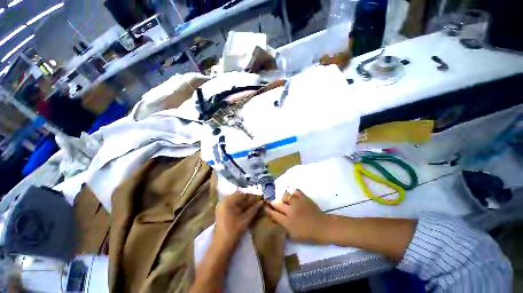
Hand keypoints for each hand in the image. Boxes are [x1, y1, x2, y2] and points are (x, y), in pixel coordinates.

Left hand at [214, 191, 262, 250]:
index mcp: (227, 201)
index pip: (241, 193)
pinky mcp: (221, 211)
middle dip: (248, 198)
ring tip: (254, 203)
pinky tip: (246, 207)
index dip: (250, 194)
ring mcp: (221, 206)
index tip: (258, 196)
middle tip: (257, 200)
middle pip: (238, 196)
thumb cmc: (234, 231)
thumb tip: (262, 202)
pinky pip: (232, 204)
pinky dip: (239, 205)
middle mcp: (223, 201)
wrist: (221, 245)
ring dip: (244, 201)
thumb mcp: (245, 219)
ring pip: (235, 200)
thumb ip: (254, 209)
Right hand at [265, 189, 330, 243]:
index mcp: (287, 222)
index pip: (273, 214)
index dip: (268, 210)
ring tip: (284, 200)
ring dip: (283, 198)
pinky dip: (293, 193)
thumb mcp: (294, 236)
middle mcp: (290, 211)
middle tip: (271, 202)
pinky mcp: (303, 198)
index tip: (265, 207)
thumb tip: (277, 220)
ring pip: (285, 196)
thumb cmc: (309, 235)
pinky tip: (294, 196)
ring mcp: (297, 203)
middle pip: (277, 204)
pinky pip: (295, 191)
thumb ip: (284, 228)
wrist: (323, 227)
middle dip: (272, 203)